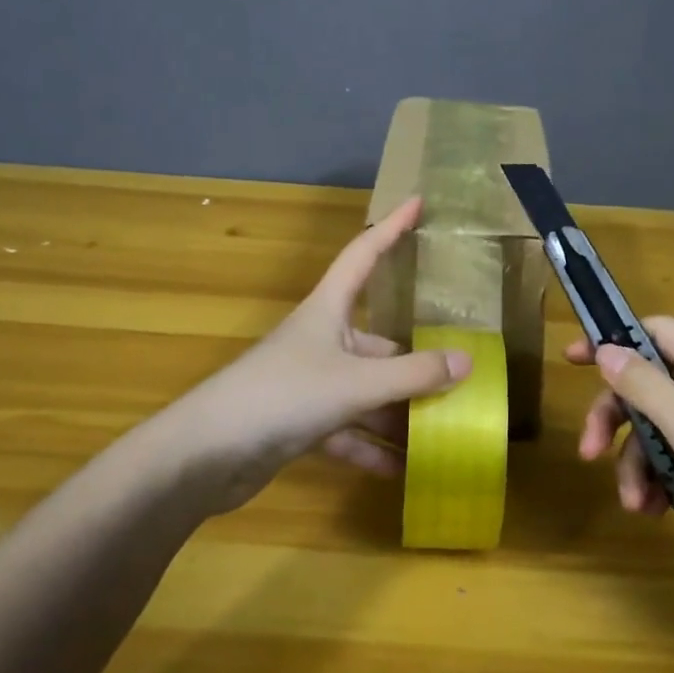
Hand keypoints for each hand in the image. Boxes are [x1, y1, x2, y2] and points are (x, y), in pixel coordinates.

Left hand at [152, 196, 470, 515]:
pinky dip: (371, 447)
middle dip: (415, 361)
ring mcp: (309, 383)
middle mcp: (321, 340)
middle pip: (378, 341)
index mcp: (328, 311)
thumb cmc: (283, 395)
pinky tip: (402, 470)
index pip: (364, 254)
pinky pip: (347, 430)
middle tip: (460, 374)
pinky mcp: (299, 423)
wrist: (205, 455)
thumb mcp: (356, 382)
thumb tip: (468, 362)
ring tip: (442, 430)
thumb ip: (413, 374)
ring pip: (366, 391)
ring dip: (398, 412)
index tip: (418, 202)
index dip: (391, 227)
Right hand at [566, 317, 673, 568]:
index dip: (615, 341)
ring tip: (635, 505)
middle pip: (651, 388)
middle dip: (617, 421)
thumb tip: (607, 349)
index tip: (573, 361)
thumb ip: (646, 388)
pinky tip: (656, 513)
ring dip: (637, 464)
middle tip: (589, 454)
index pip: (659, 333)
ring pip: (659, 431)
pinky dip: (660, 483)